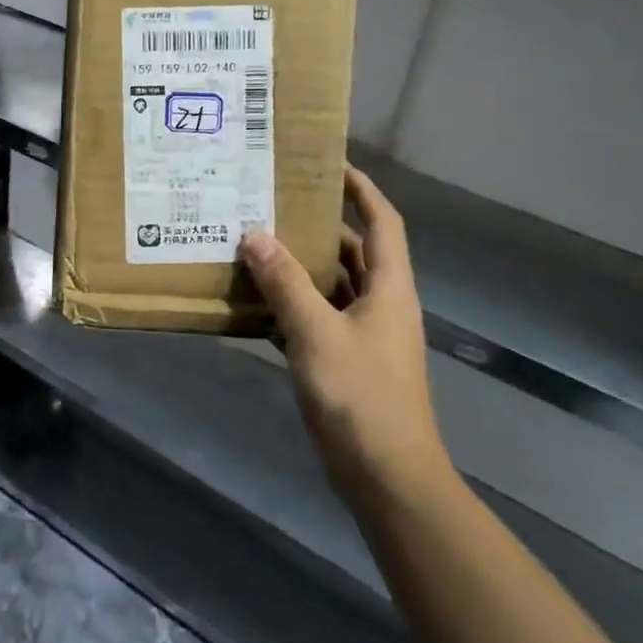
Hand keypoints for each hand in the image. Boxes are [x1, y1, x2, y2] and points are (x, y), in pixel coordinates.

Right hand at [238, 167, 451, 502]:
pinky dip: (290, 305)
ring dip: (297, 267)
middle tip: (271, 203)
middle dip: (316, 226)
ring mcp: (363, 335)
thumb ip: (285, 283)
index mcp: (388, 288)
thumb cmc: (361, 397)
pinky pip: (315, 318)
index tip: (327, 164)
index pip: (382, 222)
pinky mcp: (344, 361)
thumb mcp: (317, 334)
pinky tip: (254, 300)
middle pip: (351, 251)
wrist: (387, 478)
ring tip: (253, 243)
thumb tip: (255, 235)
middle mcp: (380, 304)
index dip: (361, 189)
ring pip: (330, 285)